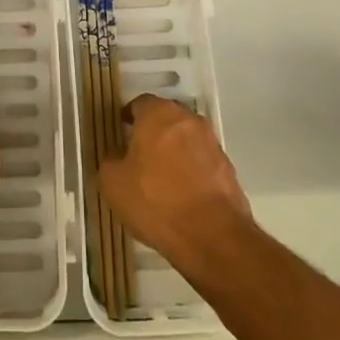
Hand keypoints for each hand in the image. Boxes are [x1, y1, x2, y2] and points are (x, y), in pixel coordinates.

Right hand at [99, 94, 253, 273]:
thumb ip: (110, 161)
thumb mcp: (113, 183)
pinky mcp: (228, 169)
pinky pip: (202, 163)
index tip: (121, 134)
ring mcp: (212, 143)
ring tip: (162, 179)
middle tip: (139, 155)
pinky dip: (192, 172)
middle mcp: (188, 120)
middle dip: (153, 132)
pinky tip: (182, 196)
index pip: (140, 104)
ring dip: (175, 152)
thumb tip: (117, 157)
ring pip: (186, 140)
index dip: (129, 118)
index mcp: (159, 113)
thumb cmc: (155, 201)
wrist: (212, 235)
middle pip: (166, 119)